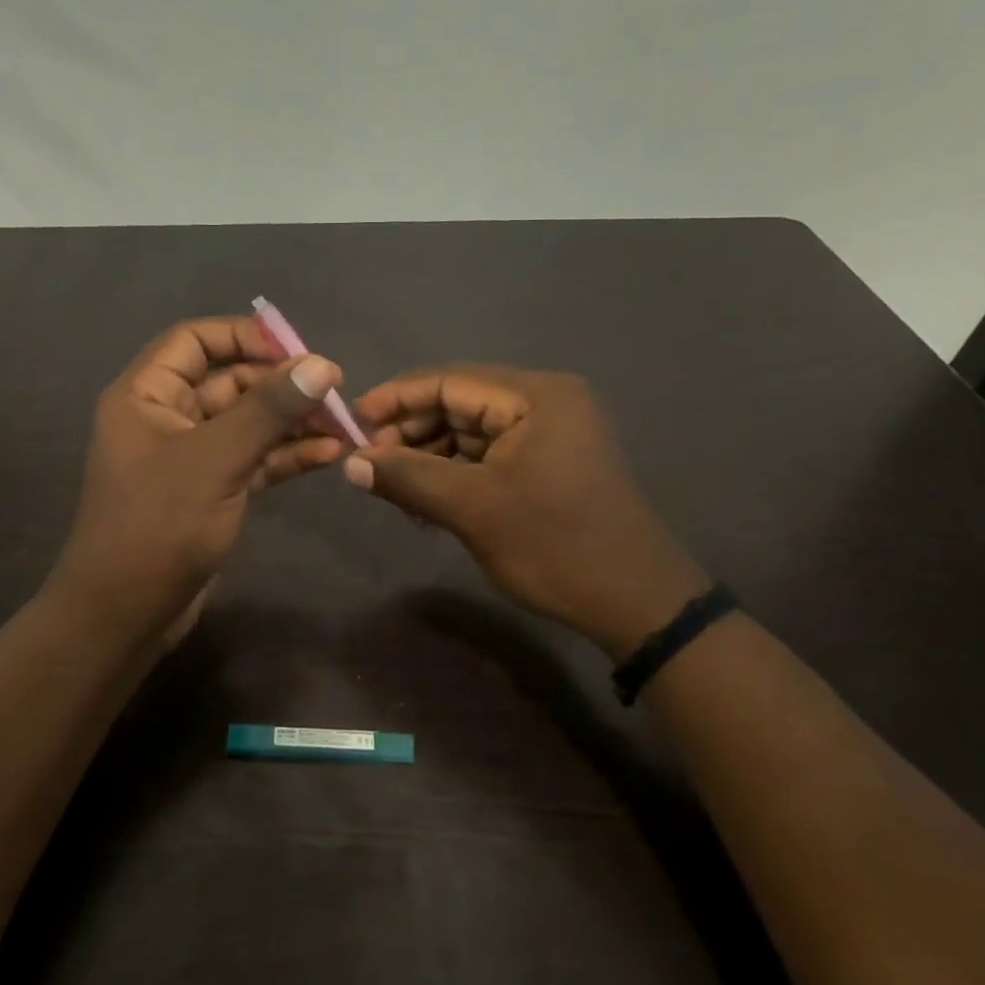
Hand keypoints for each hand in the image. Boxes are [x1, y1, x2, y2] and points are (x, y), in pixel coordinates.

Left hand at [49, 318, 345, 642]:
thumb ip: (267, 410)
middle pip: (228, 382)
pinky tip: (328, 455)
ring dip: (291, 423)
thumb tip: (321, 365)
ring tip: (344, 426)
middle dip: (280, 386)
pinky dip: (284, 456)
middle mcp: (164, 418)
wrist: (125, 613)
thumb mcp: (215, 460)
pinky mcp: (208, 492)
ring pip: (245, 424)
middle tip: (335, 394)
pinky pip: (250, 460)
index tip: (297, 349)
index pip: (193, 341)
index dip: (243, 336)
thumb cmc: (158, 526)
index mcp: (145, 395)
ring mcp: (188, 458)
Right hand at [343, 366, 708, 655]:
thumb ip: (407, 478)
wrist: (635, 603)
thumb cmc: (554, 546)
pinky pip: (486, 456)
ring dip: (428, 456)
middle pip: (458, 403)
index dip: (395, 398)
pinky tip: (425, 501)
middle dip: (410, 432)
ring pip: (468, 432)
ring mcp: (548, 434)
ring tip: (392, 489)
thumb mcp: (472, 509)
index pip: (449, 380)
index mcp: (535, 396)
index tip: (351, 421)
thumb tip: (349, 463)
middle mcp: (544, 403)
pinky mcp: (546, 464)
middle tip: (368, 465)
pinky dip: (453, 474)